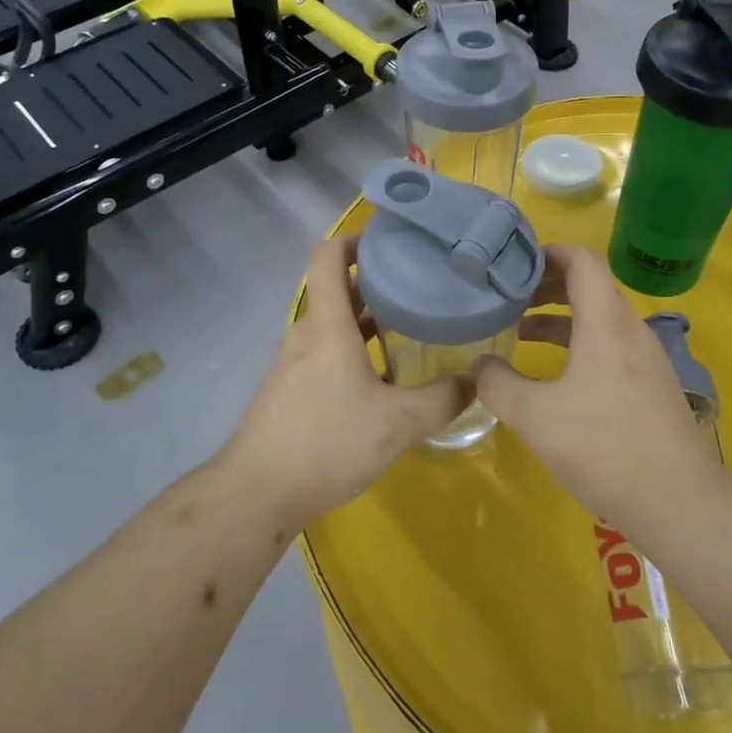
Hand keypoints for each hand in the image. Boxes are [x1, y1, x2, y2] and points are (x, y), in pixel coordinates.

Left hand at [220, 237, 470, 526]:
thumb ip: (441, 399)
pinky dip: (352, 350)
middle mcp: (305, 336)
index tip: (390, 242)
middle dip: (375, 283)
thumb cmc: (327, 443)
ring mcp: (292, 364)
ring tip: (409, 327)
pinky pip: (324, 353)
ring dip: (365, 320)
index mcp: (327, 328)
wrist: (256, 493)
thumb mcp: (397, 424)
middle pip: (336, 291)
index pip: (328, 258)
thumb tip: (475, 379)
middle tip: (418, 286)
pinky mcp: (288, 391)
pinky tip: (382, 378)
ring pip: (331, 326)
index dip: (354, 240)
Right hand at [474, 245, 710, 520]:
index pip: (581, 261)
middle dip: (547, 285)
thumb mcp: (535, 417)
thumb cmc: (602, 447)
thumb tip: (479, 364)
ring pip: (600, 318)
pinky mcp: (651, 384)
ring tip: (522, 332)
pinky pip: (611, 344)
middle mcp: (631, 330)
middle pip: (590, 286)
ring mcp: (646, 357)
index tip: (513, 263)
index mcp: (606, 323)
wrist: (676, 500)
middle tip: (510, 297)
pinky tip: (556, 375)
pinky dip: (579, 343)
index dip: (547, 252)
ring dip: (561, 317)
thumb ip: (497, 385)